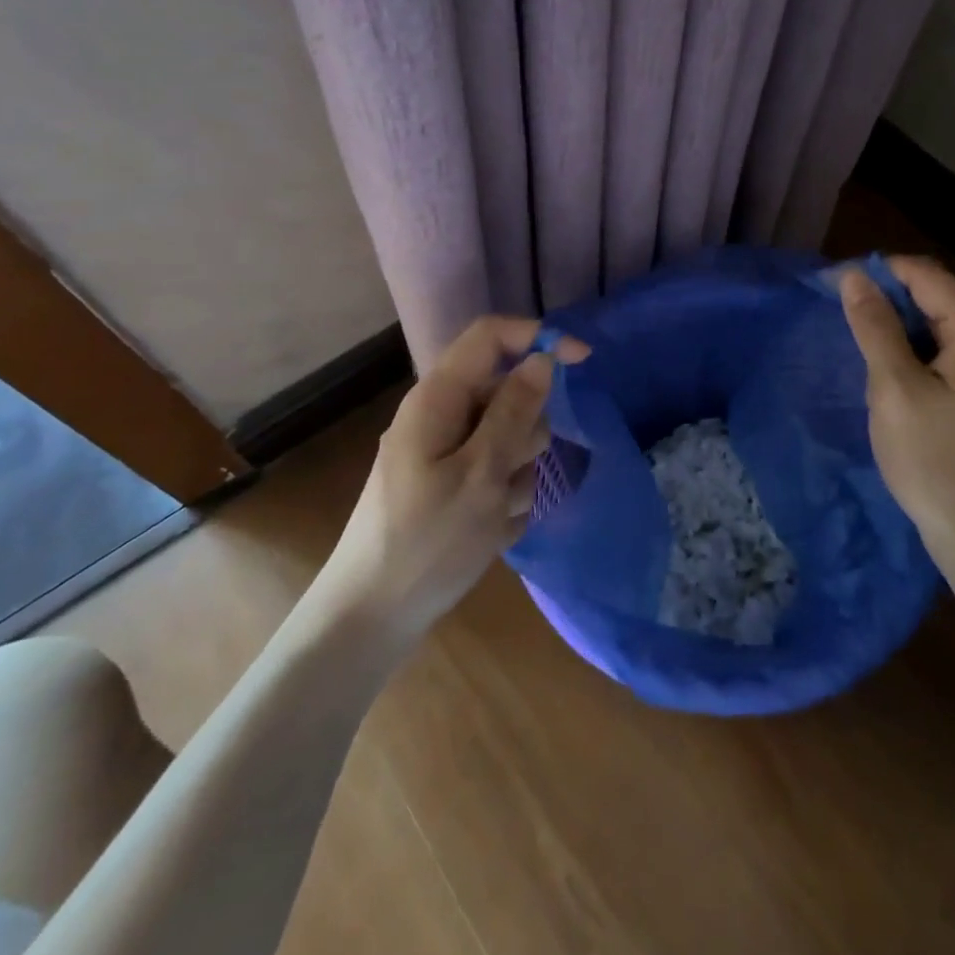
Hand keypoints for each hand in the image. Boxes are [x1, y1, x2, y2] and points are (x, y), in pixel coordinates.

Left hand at [322, 316, 589, 641]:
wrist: (372, 618)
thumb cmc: (426, 544)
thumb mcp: (482, 475)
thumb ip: (514, 411)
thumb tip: (542, 359)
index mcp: (437, 398)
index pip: (491, 336)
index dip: (537, 337)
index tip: (583, 361)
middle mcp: (439, 414)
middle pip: (507, 391)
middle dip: (526, 430)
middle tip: (508, 474)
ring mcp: (442, 451)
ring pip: (508, 435)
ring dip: (516, 472)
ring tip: (495, 513)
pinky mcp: (448, 483)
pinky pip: (495, 469)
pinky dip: (503, 495)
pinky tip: (489, 530)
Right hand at [839, 257, 954, 571]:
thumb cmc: (936, 460)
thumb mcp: (895, 388)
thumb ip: (875, 326)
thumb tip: (854, 275)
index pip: (923, 273)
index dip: (876, 272)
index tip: (831, 289)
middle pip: (934, 294)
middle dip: (884, 299)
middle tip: (839, 321)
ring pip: (936, 323)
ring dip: (895, 327)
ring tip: (855, 345)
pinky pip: (944, 350)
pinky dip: (912, 350)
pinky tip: (885, 373)